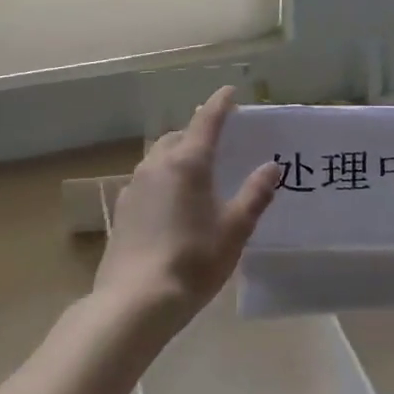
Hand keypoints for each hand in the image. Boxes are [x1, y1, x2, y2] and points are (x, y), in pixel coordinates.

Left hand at [94, 87, 281, 324]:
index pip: (207, 120)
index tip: (230, 92)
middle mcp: (157, 165)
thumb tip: (271, 167)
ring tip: (195, 172)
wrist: (135, 302)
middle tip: (217, 141)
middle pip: (179, 136)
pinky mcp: (122, 210)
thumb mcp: (235, 229)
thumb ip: (255, 194)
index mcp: (188, 162)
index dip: (221, 104)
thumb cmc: (193, 260)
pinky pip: (146, 180)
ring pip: (158, 157)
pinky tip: (170, 203)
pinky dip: (162, 179)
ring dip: (177, 154)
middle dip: (197, 132)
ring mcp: (134, 186)